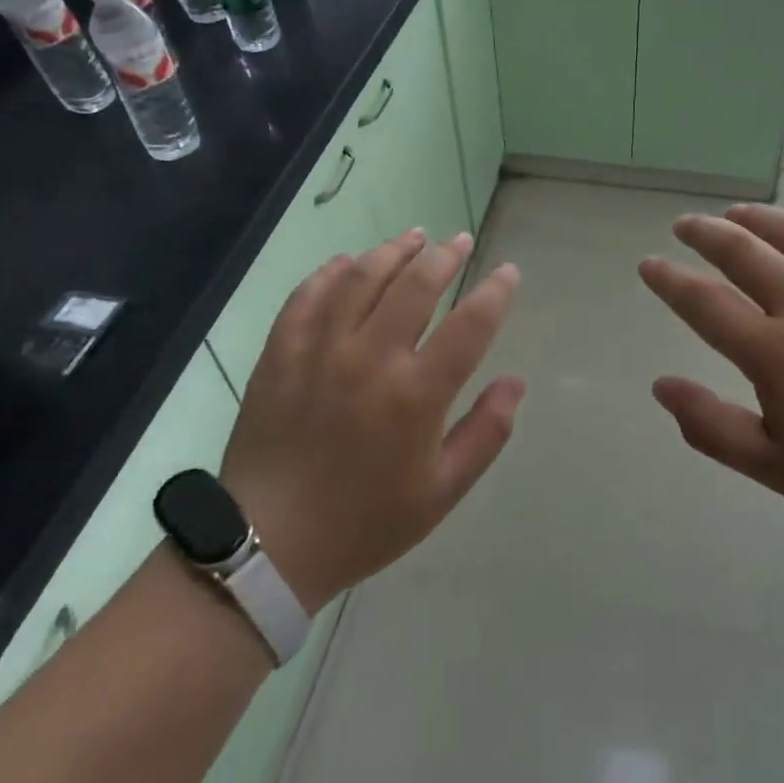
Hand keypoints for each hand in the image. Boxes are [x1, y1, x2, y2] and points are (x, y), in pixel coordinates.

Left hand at [222, 230, 524, 613]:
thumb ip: (485, 433)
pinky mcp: (281, 353)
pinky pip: (308, 296)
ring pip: (362, 278)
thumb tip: (515, 382)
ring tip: (413, 237)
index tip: (508, 272)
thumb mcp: (441, 492)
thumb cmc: (365, 522)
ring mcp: (320, 351)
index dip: (495, 292)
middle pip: (416, 285)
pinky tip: (347, 263)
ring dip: (392, 251)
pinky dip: (331, 273)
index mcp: (416, 395)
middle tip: (459, 242)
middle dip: (445, 256)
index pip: (470, 324)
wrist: (268, 545)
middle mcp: (370, 359)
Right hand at [638, 205, 783, 539]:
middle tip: (683, 225)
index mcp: (776, 354)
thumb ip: (711, 426)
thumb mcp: (777, 468)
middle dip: (704, 234)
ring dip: (756, 218)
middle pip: (743, 252)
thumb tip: (661, 385)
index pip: (705, 303)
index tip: (649, 265)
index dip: (670, 281)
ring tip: (733, 213)